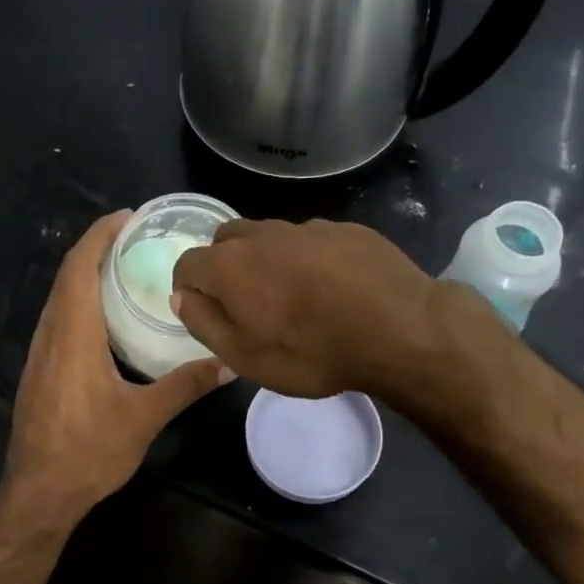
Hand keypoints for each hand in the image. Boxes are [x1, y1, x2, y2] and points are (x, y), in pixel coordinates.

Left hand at [4, 211, 231, 518]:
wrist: (38, 492)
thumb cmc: (89, 451)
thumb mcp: (144, 418)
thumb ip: (184, 385)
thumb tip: (228, 363)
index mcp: (73, 334)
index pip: (80, 267)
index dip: (100, 234)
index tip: (128, 216)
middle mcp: (51, 334)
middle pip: (68, 275)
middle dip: (97, 247)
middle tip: (137, 237)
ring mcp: (40, 353)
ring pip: (60, 297)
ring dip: (87, 273)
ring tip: (126, 267)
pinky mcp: (39, 370)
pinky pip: (59, 318)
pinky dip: (81, 300)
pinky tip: (107, 316)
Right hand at [171, 219, 438, 397]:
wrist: (400, 329)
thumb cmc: (313, 352)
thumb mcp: (245, 357)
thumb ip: (205, 322)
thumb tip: (183, 296)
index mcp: (230, 264)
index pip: (187, 263)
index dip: (189, 289)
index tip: (205, 312)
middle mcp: (263, 234)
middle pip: (226, 241)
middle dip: (224, 267)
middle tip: (246, 303)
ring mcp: (307, 227)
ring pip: (269, 237)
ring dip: (266, 260)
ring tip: (292, 296)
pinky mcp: (346, 228)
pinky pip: (310, 239)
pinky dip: (307, 258)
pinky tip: (331, 287)